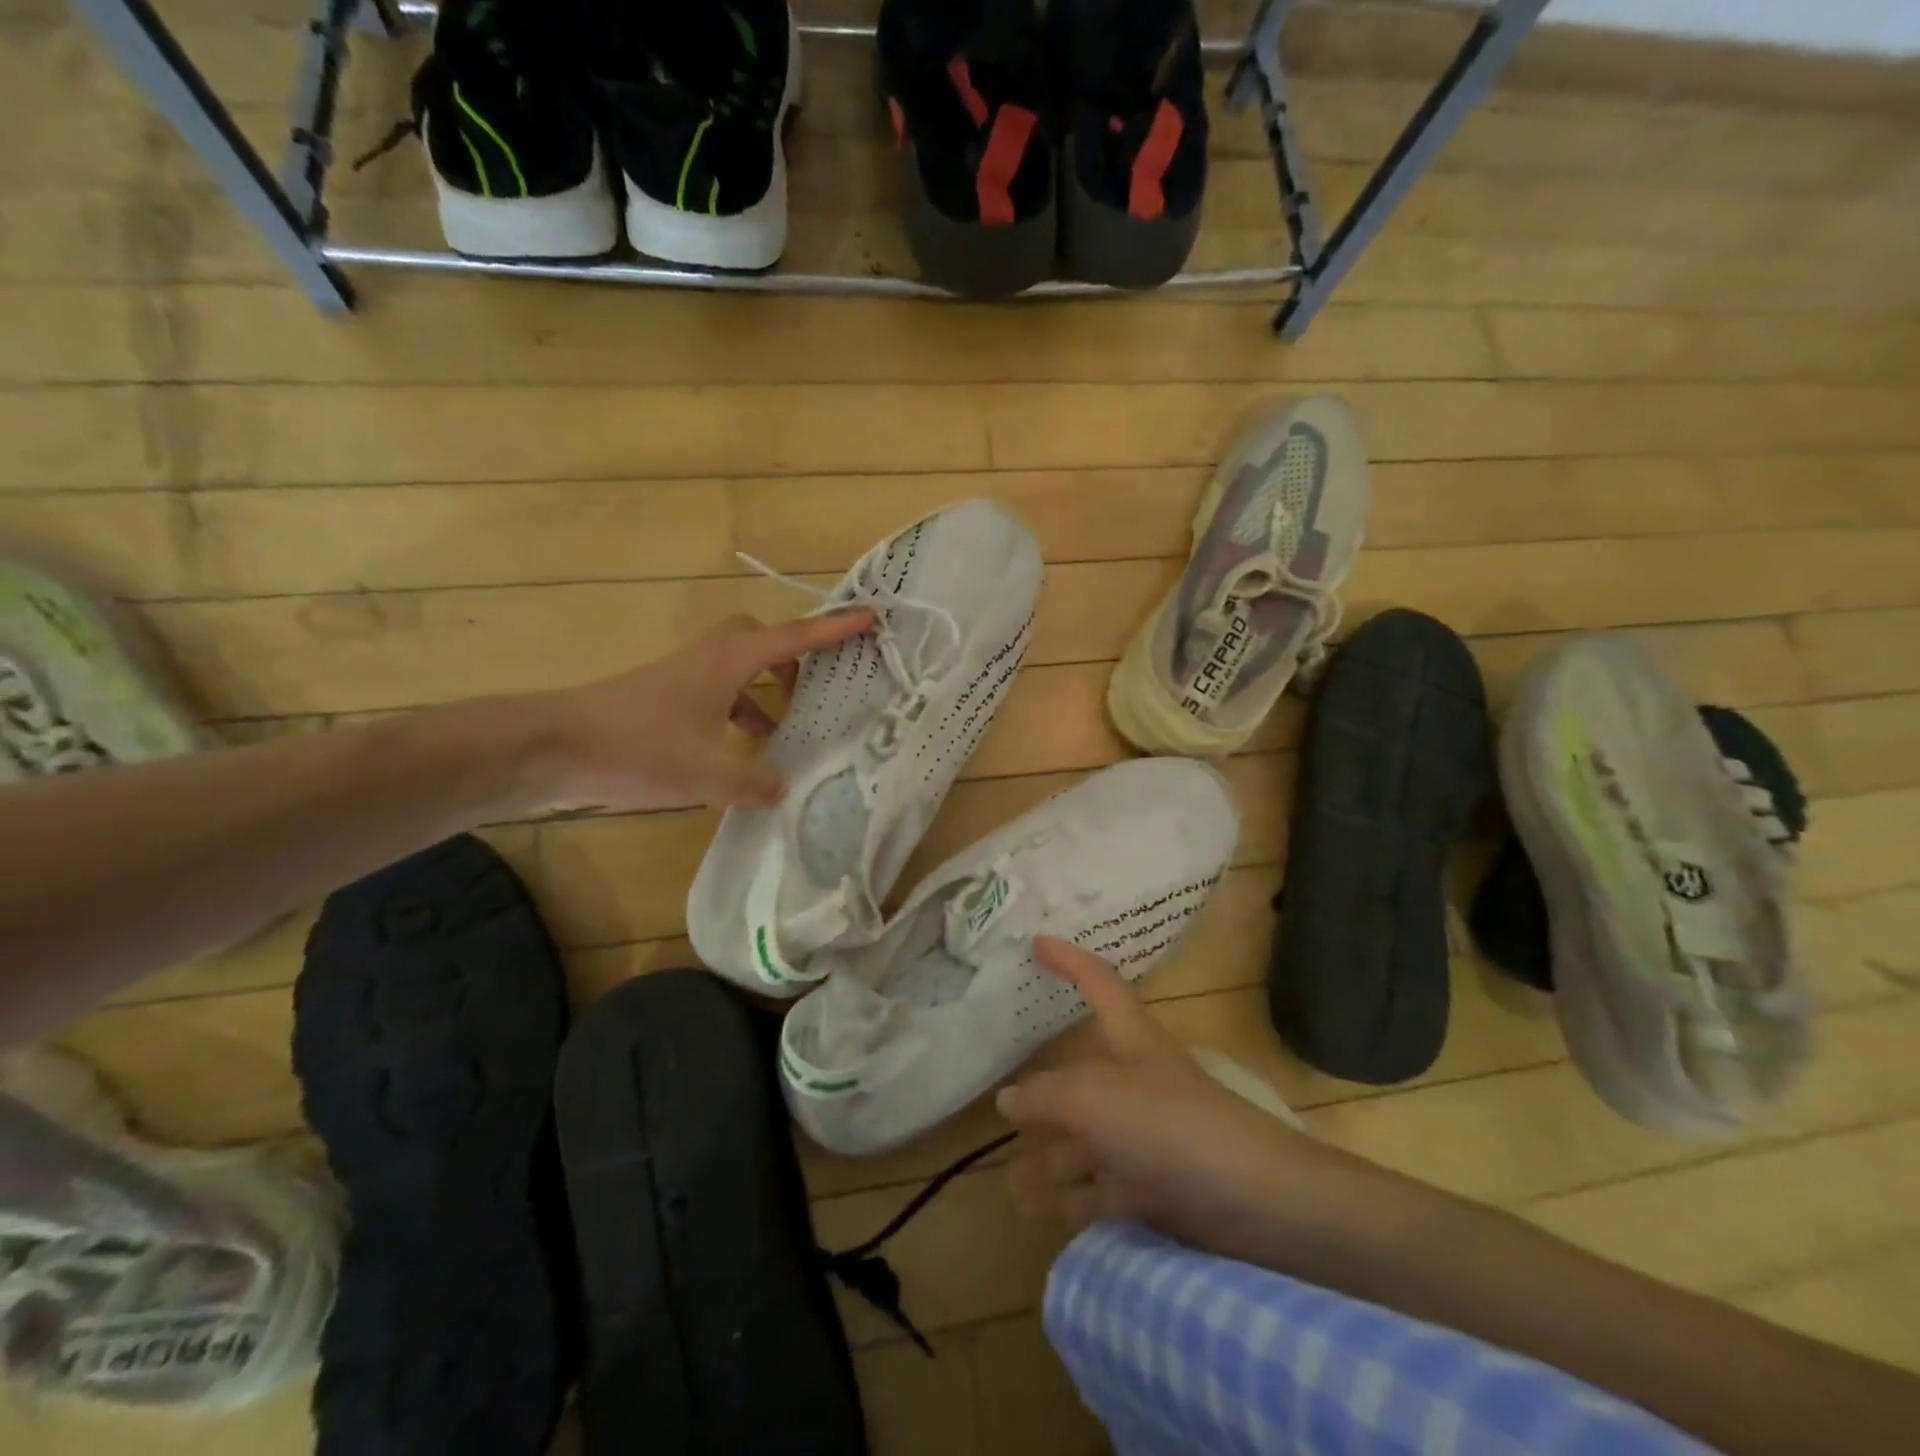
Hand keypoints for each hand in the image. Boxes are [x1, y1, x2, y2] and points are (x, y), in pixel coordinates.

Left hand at [526, 608, 875, 814]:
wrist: (554, 746)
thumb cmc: (638, 746)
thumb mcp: (707, 773)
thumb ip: (754, 781)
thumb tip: (781, 786)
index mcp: (729, 662)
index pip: (794, 637)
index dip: (834, 629)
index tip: (869, 617)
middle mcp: (710, 658)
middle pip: (761, 639)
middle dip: (792, 656)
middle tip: (814, 688)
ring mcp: (684, 676)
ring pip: (738, 668)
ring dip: (765, 692)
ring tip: (784, 732)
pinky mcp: (665, 697)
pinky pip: (717, 694)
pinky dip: (737, 713)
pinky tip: (738, 753)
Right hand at [1000, 937, 1319, 1254]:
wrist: (1253, 1201)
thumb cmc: (1168, 1124)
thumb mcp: (1093, 1099)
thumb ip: (1046, 1096)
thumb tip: (1007, 1099)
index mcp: (1131, 1040)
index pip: (1098, 982)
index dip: (1069, 959)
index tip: (1037, 941)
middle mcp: (1136, 1081)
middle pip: (1082, 1076)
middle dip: (1043, 1092)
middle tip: (1000, 1106)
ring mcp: (1146, 1135)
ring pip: (1087, 1139)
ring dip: (1049, 1159)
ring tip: (1009, 1180)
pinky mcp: (1156, 1186)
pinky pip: (1102, 1187)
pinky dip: (1071, 1198)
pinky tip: (1038, 1210)